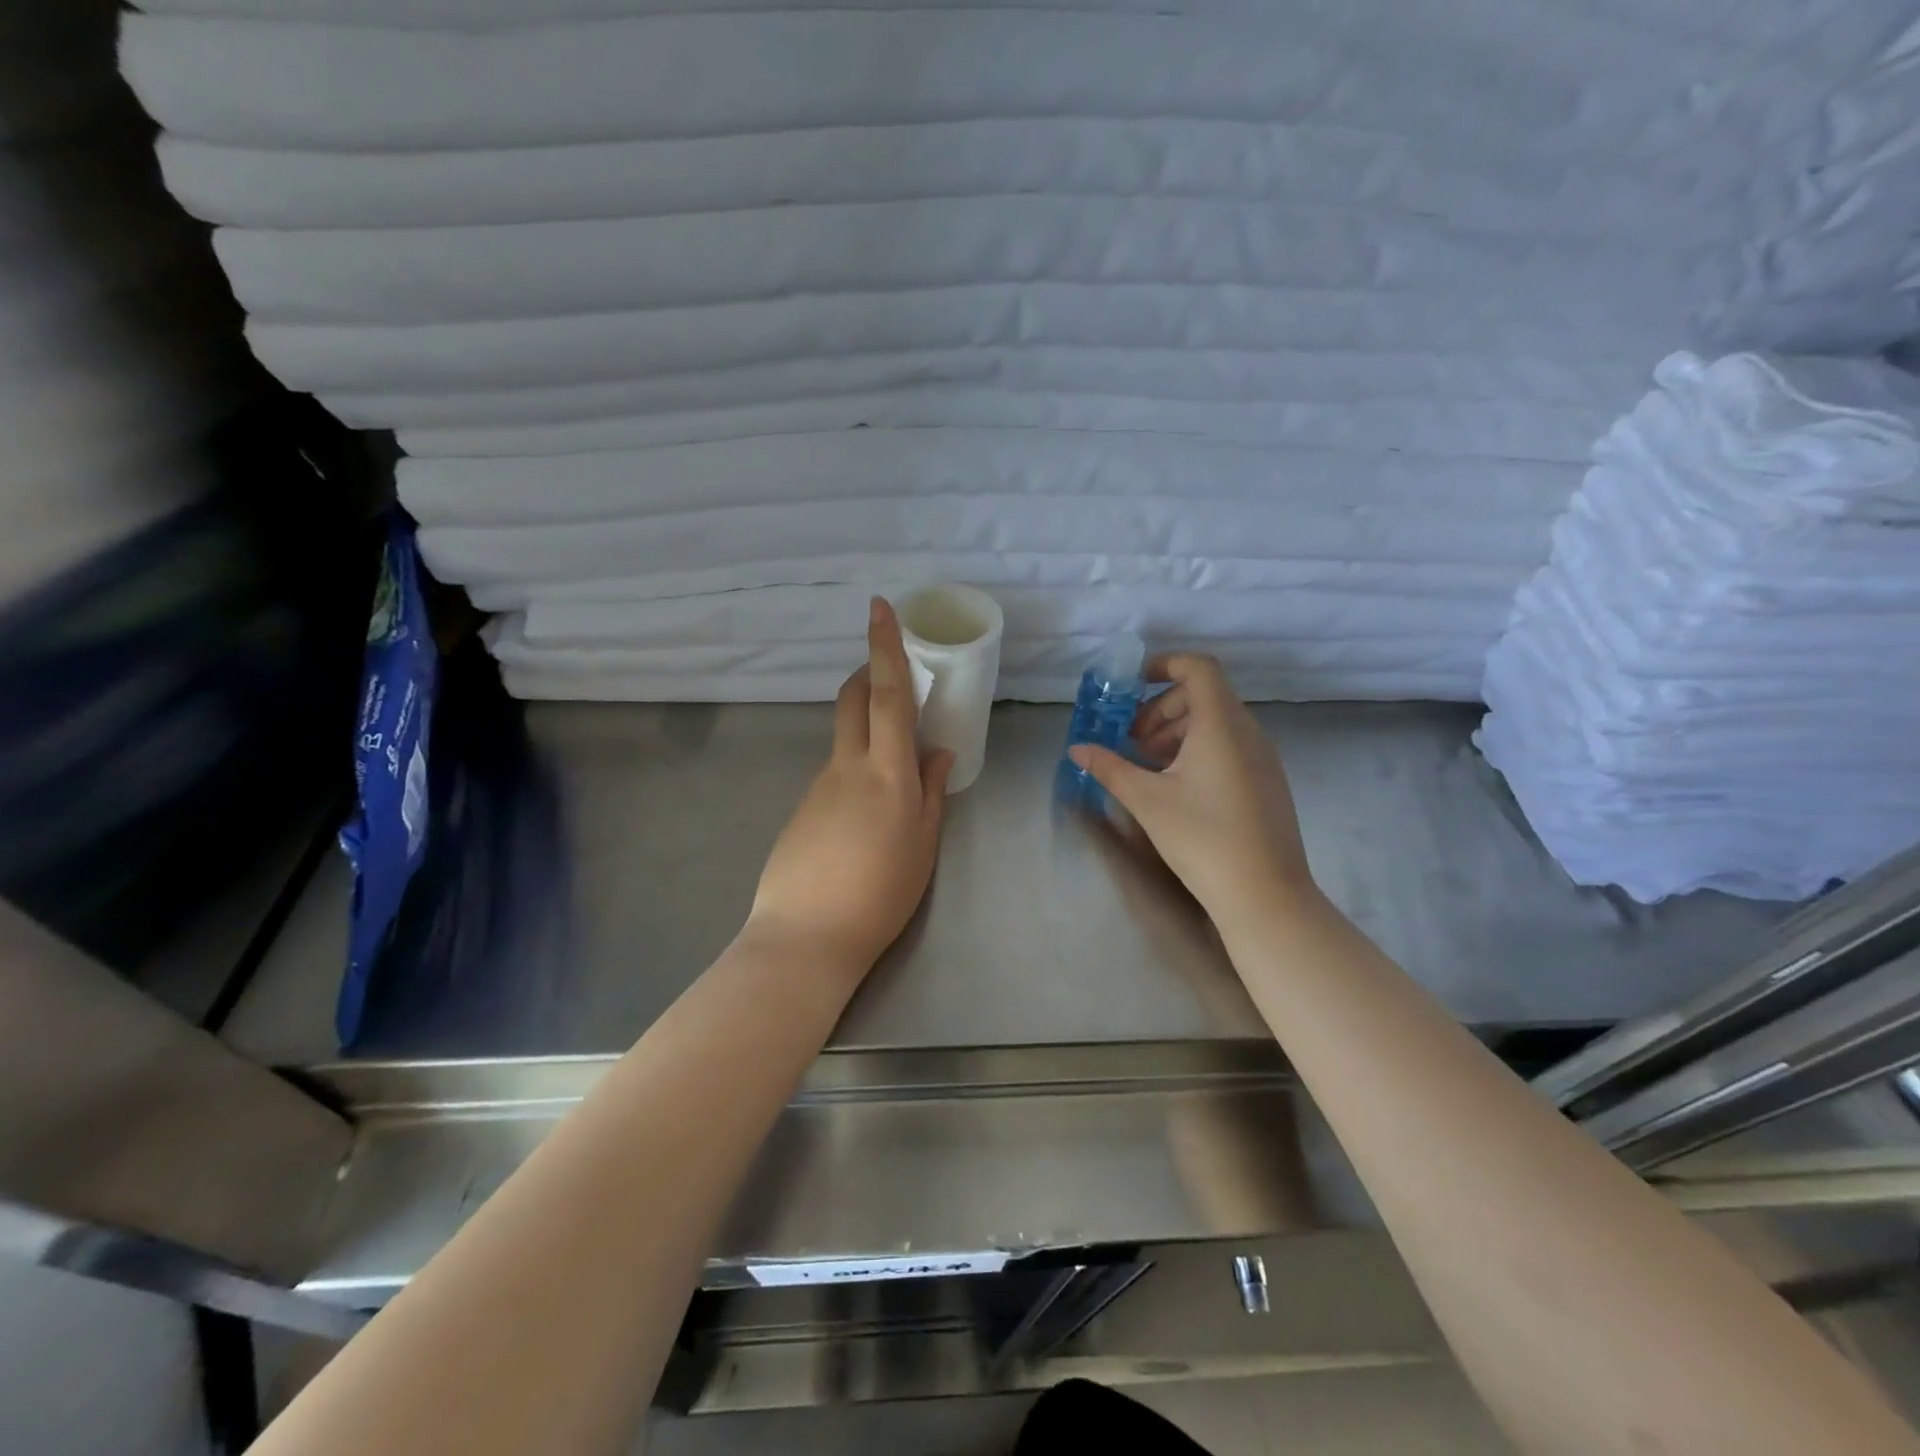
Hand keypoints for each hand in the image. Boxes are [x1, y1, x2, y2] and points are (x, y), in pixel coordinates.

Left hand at [748, 597, 953, 971]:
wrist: (804, 938)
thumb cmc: (879, 896)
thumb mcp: (922, 847)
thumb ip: (932, 794)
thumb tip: (939, 753)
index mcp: (886, 773)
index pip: (887, 695)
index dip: (884, 648)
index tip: (879, 608)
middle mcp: (846, 766)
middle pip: (853, 699)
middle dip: (869, 672)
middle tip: (892, 676)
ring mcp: (817, 785)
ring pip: (844, 739)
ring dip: (866, 732)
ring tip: (894, 776)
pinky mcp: (801, 808)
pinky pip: (833, 774)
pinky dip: (854, 772)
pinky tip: (863, 819)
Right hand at [1069, 653, 1313, 924]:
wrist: (1265, 894)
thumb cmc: (1202, 837)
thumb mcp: (1146, 800)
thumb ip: (1109, 768)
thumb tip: (1077, 749)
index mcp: (1220, 724)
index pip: (1198, 667)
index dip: (1164, 664)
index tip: (1132, 686)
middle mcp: (1248, 731)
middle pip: (1203, 695)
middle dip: (1160, 709)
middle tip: (1131, 741)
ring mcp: (1263, 758)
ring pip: (1216, 723)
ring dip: (1177, 732)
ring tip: (1148, 767)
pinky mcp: (1267, 782)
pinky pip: (1230, 746)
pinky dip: (1199, 750)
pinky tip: (1177, 788)